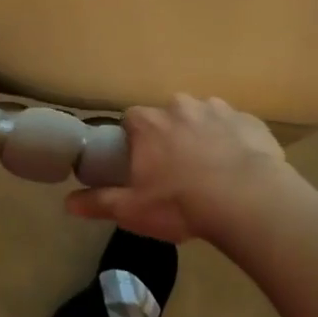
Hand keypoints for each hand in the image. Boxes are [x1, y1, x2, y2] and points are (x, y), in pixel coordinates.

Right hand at [65, 95, 293, 243]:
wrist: (248, 200)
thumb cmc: (181, 203)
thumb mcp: (133, 210)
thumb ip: (99, 202)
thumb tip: (67, 203)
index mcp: (149, 123)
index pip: (131, 119)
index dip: (134, 139)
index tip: (140, 162)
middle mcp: (181, 106)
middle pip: (168, 115)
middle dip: (170, 136)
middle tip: (176, 170)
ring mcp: (219, 109)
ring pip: (203, 118)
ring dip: (203, 136)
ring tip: (211, 170)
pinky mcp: (250, 121)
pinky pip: (236, 128)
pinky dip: (234, 142)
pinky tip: (239, 168)